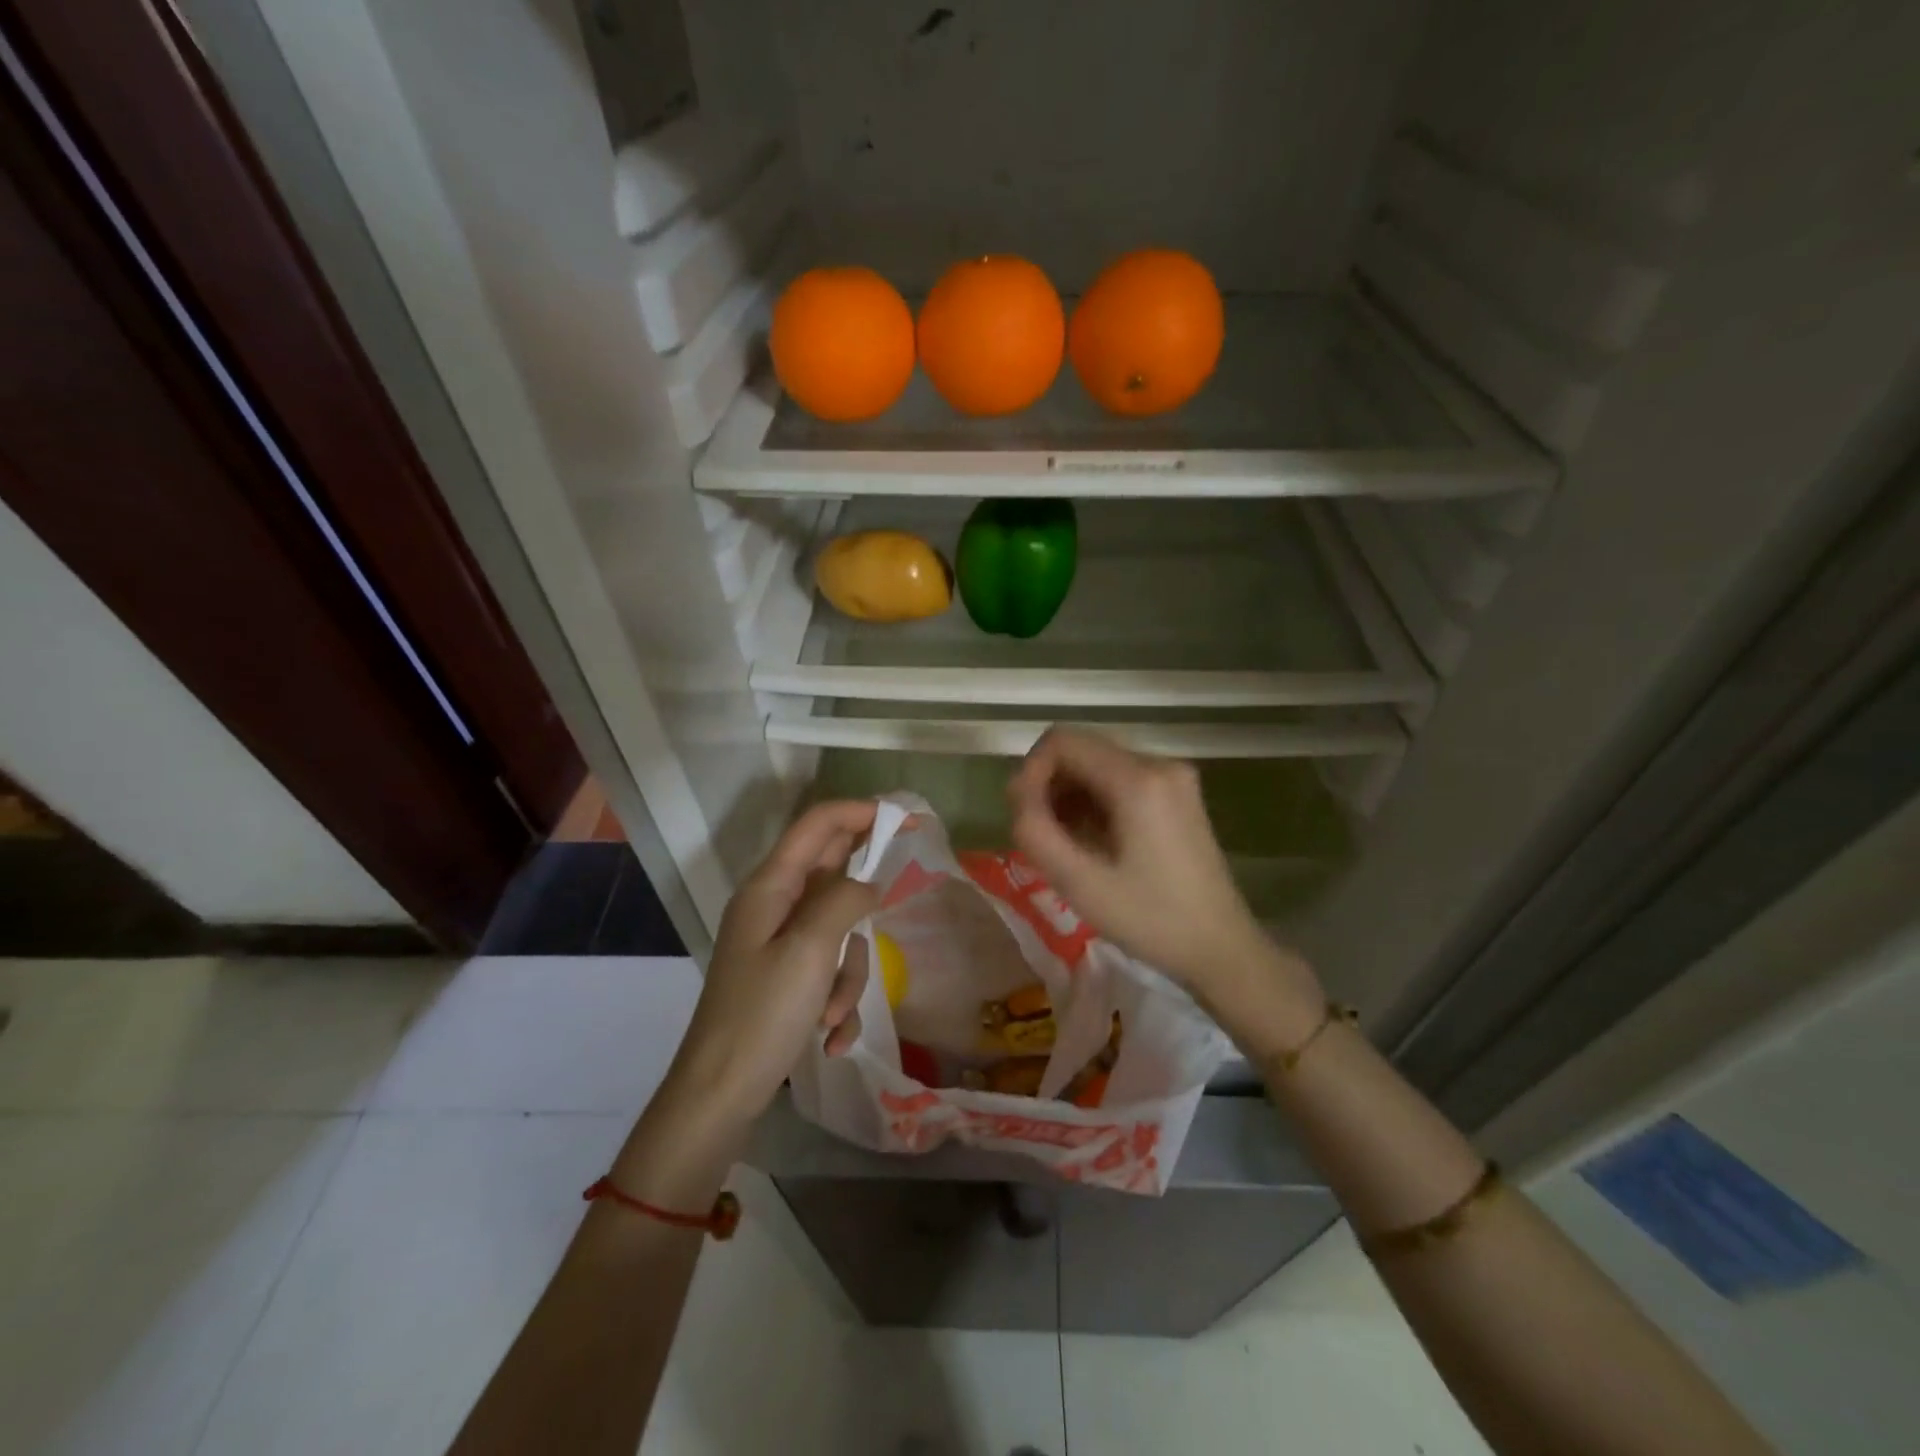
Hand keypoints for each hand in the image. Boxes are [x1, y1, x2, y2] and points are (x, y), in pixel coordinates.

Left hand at [665, 801, 880, 1124]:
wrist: (718, 1096)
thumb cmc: (762, 1016)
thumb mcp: (810, 951)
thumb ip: (845, 900)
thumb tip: (870, 882)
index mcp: (770, 886)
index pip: (819, 824)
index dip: (862, 812)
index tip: (908, 822)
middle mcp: (774, 905)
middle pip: (832, 874)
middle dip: (863, 900)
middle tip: (896, 901)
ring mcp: (780, 943)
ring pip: (839, 930)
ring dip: (849, 972)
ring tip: (833, 1014)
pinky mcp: (787, 977)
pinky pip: (829, 969)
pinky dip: (837, 999)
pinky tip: (832, 1038)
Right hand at [1007, 729, 1319, 1014]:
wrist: (1220, 949)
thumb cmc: (1150, 920)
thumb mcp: (1080, 882)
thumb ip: (1035, 831)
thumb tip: (1018, 794)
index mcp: (1138, 779)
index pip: (1062, 741)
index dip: (1030, 771)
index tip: (1023, 815)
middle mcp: (1159, 763)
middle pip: (1081, 750)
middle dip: (1049, 785)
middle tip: (1038, 835)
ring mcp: (1173, 777)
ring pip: (1098, 765)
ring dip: (1069, 796)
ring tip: (1062, 844)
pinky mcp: (1178, 794)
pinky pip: (1119, 780)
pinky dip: (1094, 802)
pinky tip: (1089, 841)